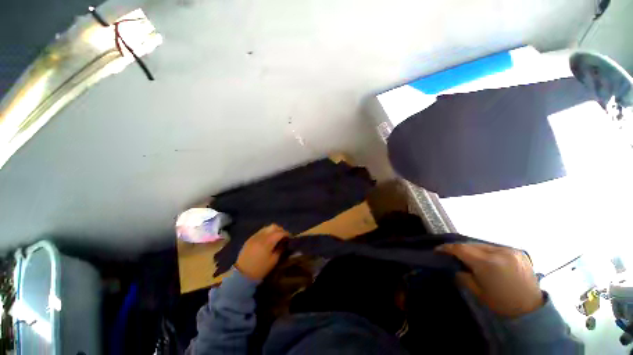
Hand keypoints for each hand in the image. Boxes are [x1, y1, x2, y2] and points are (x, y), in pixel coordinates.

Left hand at [235, 224, 288, 280]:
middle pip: (273, 226)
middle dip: (280, 229)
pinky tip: (267, 239)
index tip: (289, 236)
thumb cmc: (260, 269)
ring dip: (273, 230)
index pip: (279, 233)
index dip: (286, 233)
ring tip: (275, 236)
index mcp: (267, 242)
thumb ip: (280, 249)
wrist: (242, 275)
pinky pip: (260, 232)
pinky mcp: (249, 239)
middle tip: (283, 235)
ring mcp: (254, 237)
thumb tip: (284, 242)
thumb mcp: (273, 261)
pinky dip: (266, 233)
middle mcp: (261, 236)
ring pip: (266, 228)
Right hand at [437, 243, 543, 317]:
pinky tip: (485, 258)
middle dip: (459, 248)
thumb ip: (462, 274)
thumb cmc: (501, 303)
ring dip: (472, 249)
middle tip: (451, 254)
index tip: (438, 250)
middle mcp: (499, 252)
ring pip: (483, 244)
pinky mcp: (517, 251)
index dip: (447, 248)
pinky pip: (495, 247)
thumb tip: (454, 264)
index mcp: (488, 263)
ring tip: (468, 256)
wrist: (531, 309)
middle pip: (471, 244)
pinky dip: (486, 251)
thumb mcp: (476, 291)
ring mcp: (510, 250)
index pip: (461, 248)